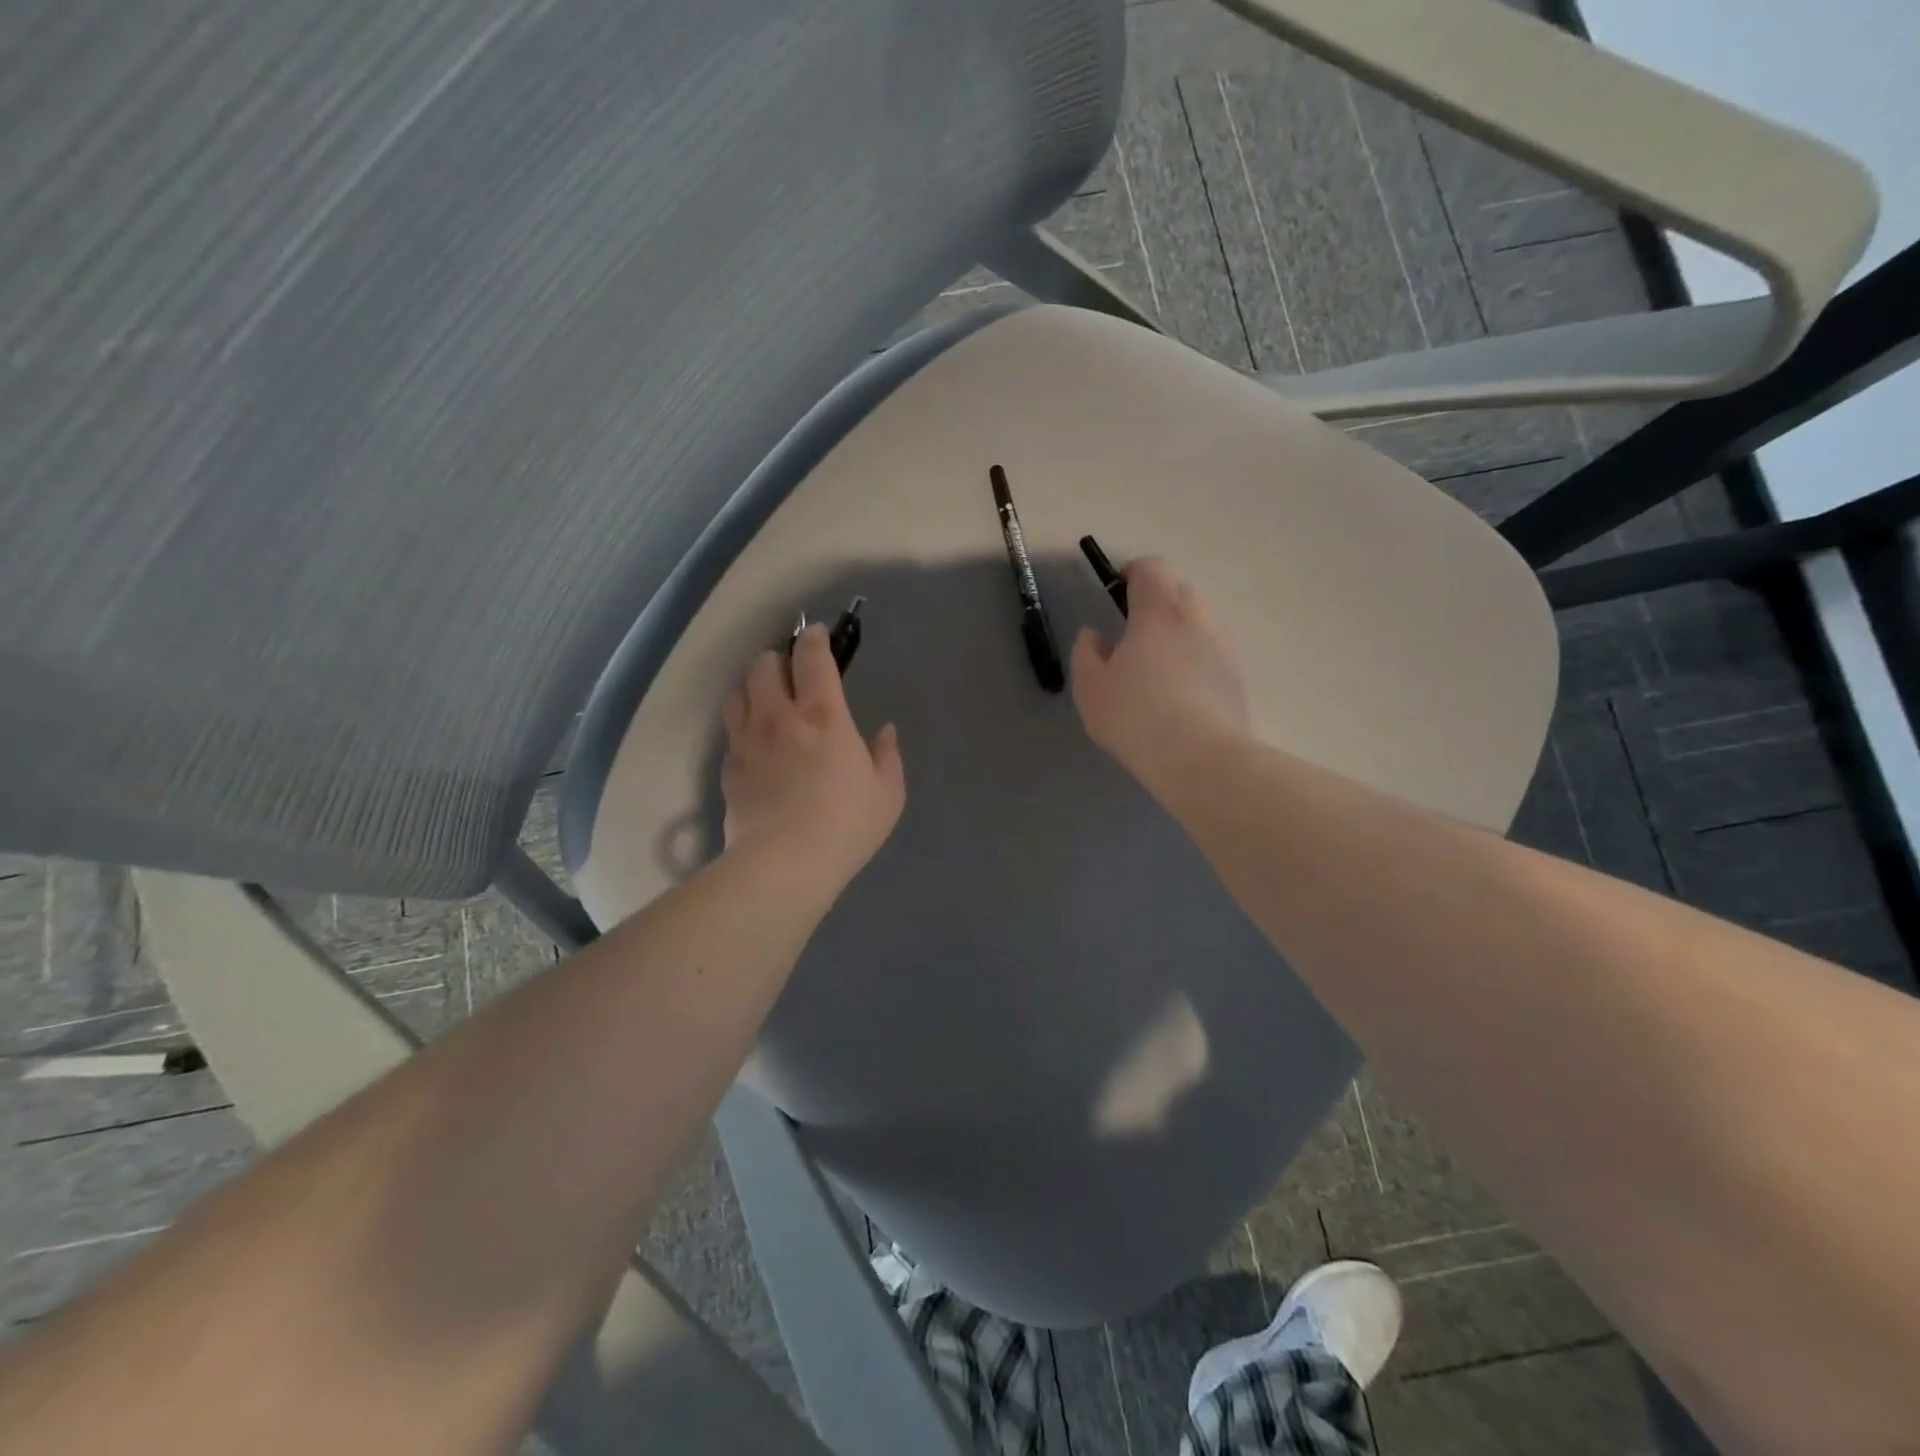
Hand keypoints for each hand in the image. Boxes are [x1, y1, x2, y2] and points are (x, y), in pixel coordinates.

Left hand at [721, 625, 904, 891]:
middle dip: (777, 659)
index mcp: (824, 715)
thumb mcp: (887, 793)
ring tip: (766, 701)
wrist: (785, 864)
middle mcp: (779, 717)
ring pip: (738, 692)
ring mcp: (748, 741)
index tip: (817, 635)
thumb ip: (887, 755)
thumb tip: (885, 731)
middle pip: (763, 664)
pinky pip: (730, 731)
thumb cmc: (846, 825)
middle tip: (791, 674)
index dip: (813, 638)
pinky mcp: (728, 768)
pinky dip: (742, 725)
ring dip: (752, 688)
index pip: (811, 657)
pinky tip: (755, 743)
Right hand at [1070, 556, 1249, 786]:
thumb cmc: (1136, 717)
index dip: (1133, 571)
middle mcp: (1197, 621)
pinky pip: (1212, 654)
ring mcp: (1223, 649)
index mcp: (1158, 613)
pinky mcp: (1237, 679)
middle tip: (1135, 633)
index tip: (1117, 590)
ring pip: (1200, 623)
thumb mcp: (1091, 688)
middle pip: (1180, 591)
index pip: (1152, 568)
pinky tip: (1179, 694)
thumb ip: (1086, 653)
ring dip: (1179, 632)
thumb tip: (1094, 635)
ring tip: (1158, 668)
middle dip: (1158, 601)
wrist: (1200, 759)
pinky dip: (1196, 660)